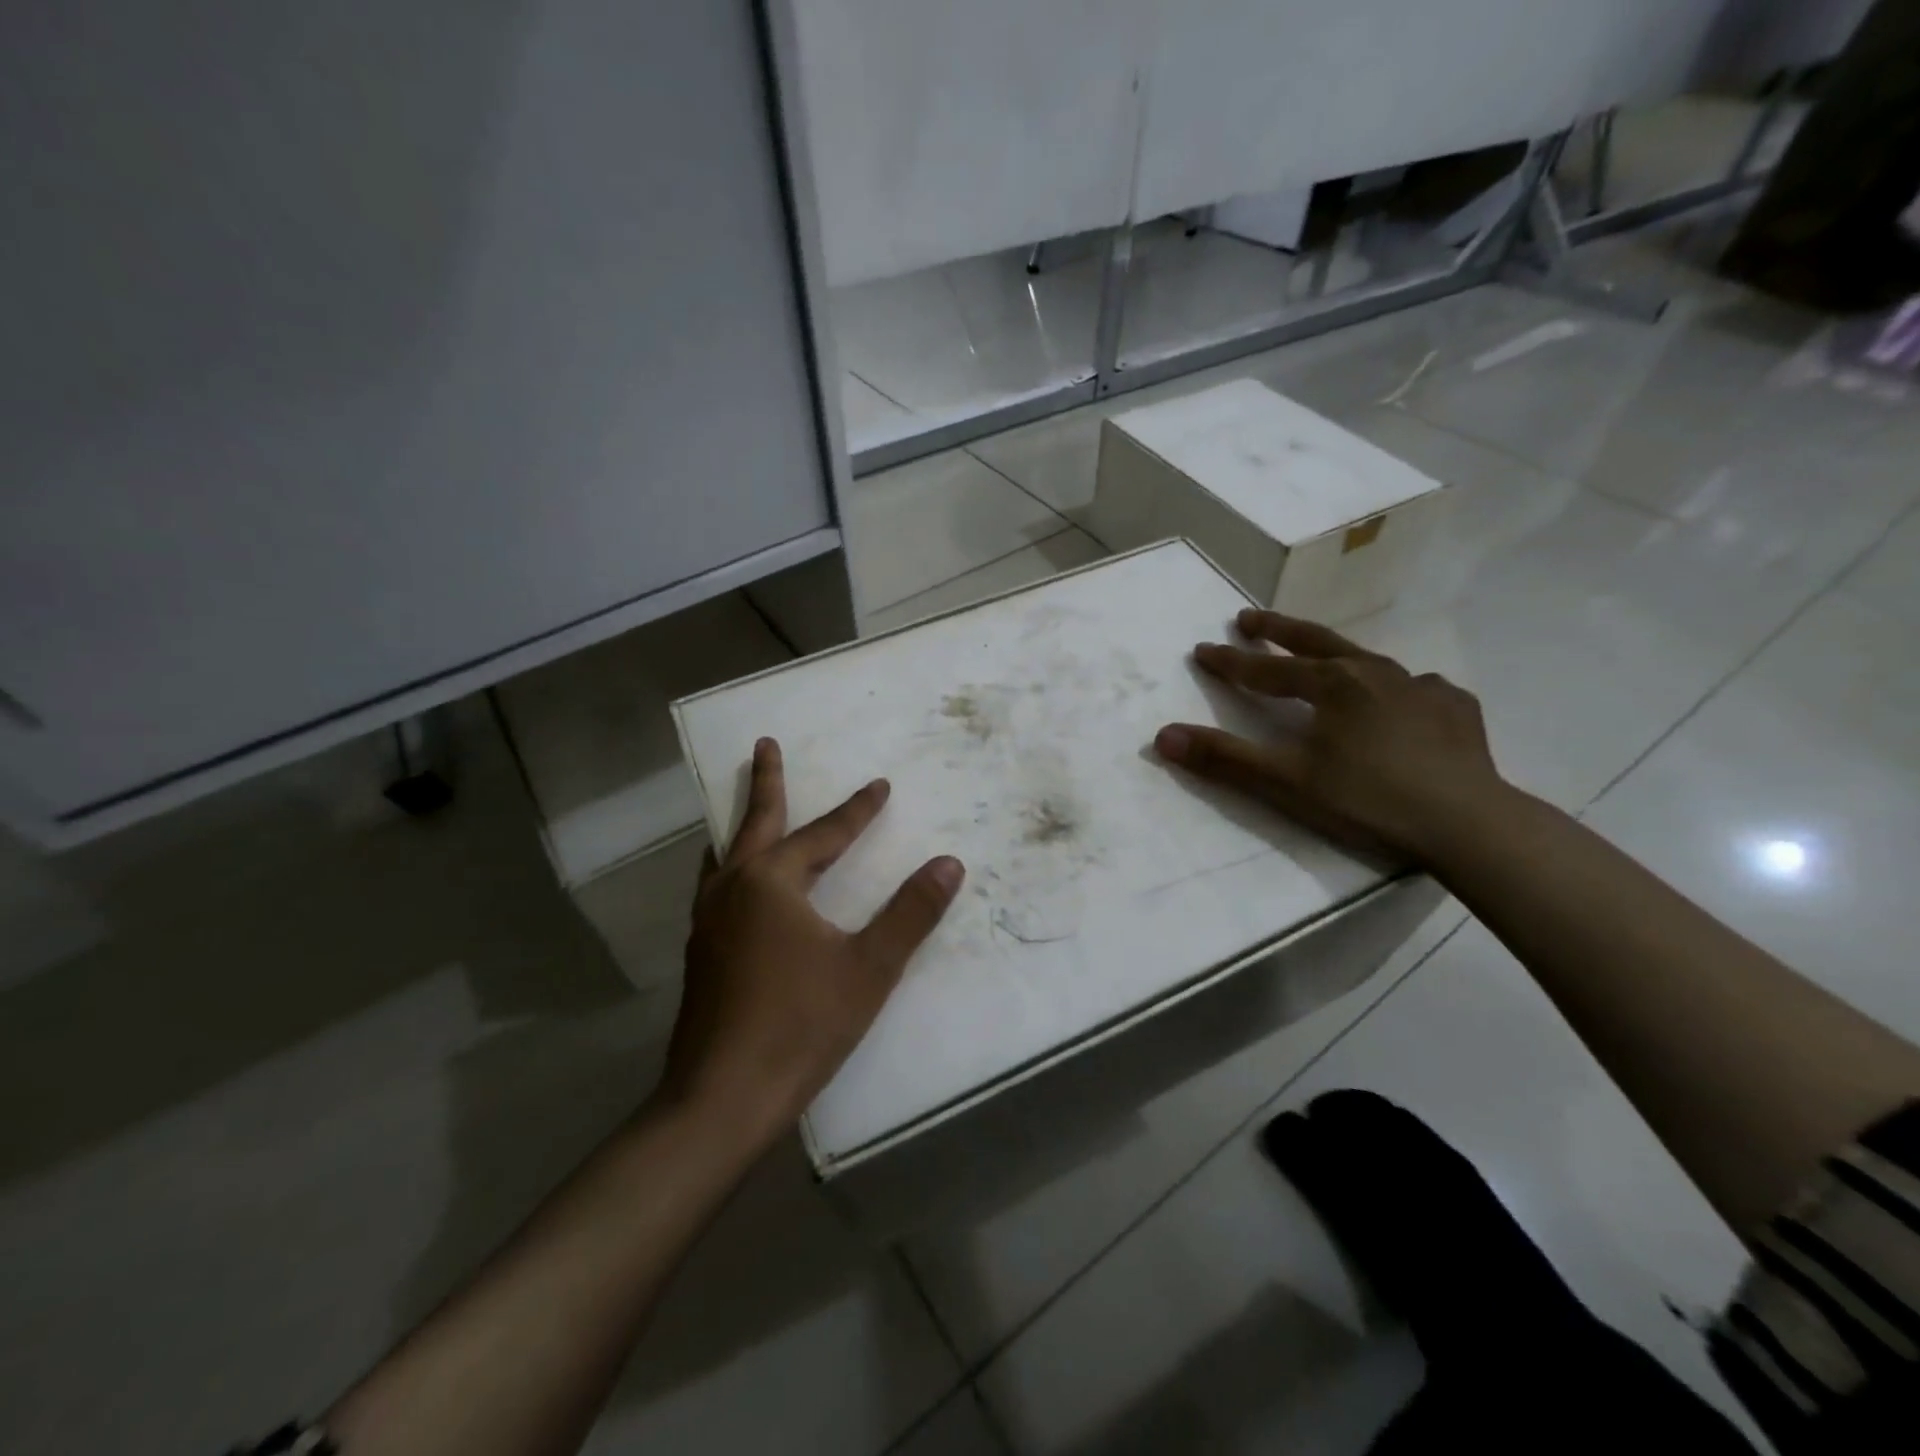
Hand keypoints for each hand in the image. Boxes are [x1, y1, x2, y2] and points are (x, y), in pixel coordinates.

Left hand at [663, 738, 964, 1140]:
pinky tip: (735, 886)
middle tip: (765, 745)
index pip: (824, 834)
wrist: (721, 1098)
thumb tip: (949, 863)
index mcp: (770, 883)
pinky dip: (729, 865)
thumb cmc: (801, 1026)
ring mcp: (707, 921)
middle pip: (753, 823)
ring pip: (724, 855)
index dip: (857, 810)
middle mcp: (732, 889)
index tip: (880, 785)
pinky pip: (716, 886)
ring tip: (743, 810)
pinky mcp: (700, 953)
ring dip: (739, 825)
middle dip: (765, 782)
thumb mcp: (869, 968)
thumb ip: (911, 912)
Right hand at [1153, 609, 1503, 862]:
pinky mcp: (1455, 708)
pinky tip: (1401, 700)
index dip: (1229, 661)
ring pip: (1367, 658)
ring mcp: (1420, 686)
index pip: (1265, 669)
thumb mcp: (1286, 782)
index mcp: (1331, 684)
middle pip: (1315, 642)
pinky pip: (1416, 687)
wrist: (1469, 823)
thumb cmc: (1368, 799)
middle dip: (1276, 630)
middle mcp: (1374, 671)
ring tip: (1324, 657)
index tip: (1201, 649)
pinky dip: (1396, 688)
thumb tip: (1162, 736)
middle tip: (1248, 618)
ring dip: (1334, 653)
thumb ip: (1224, 758)